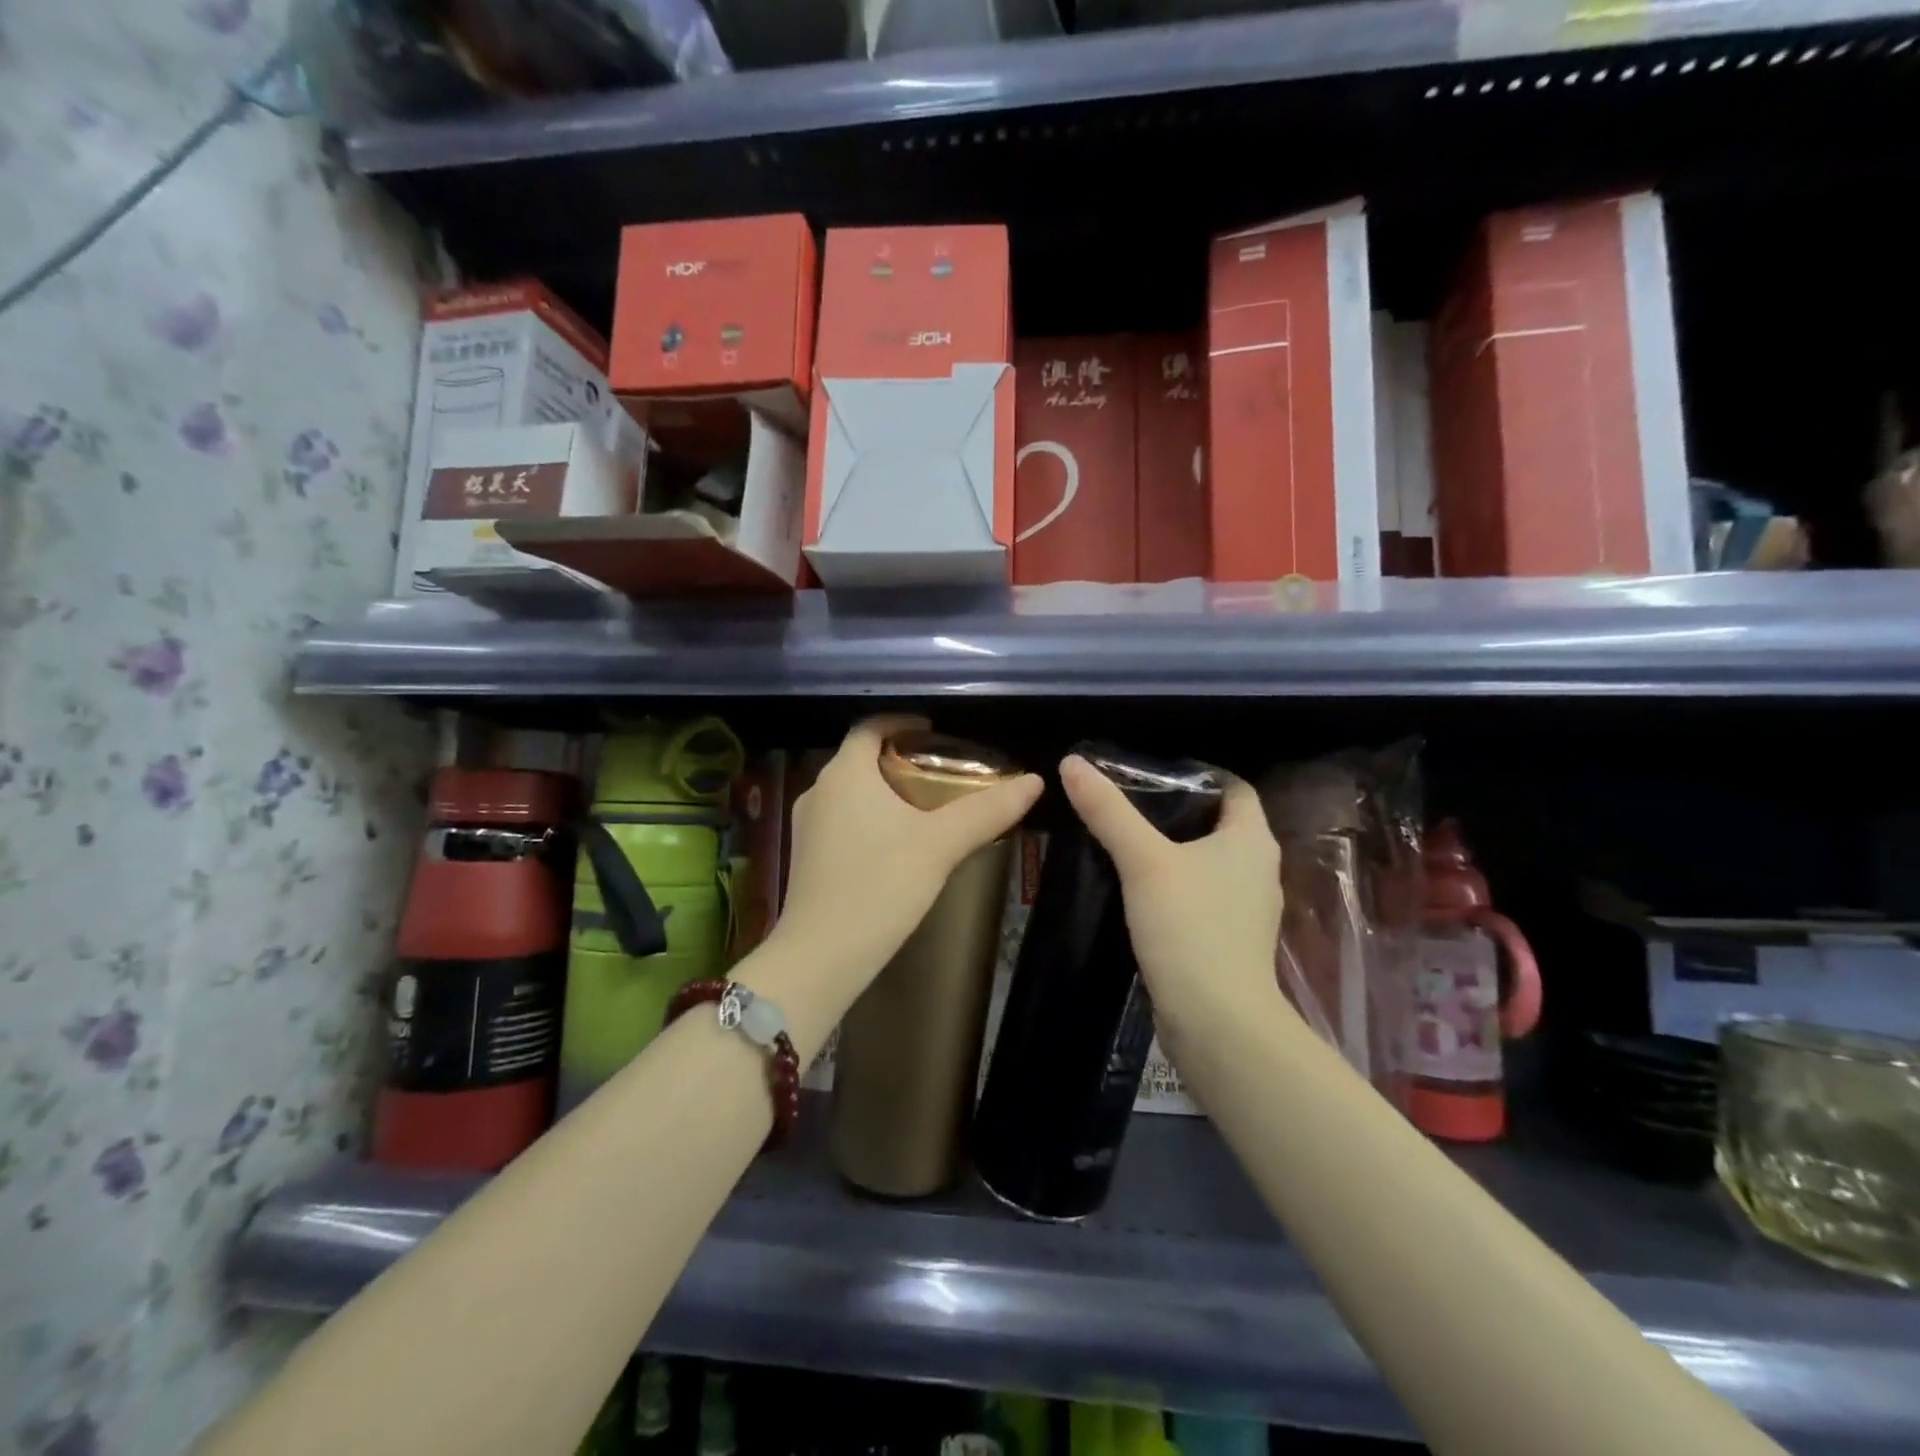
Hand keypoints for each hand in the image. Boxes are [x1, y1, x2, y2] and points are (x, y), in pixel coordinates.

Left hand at [772, 716, 1042, 997]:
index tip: (934, 733)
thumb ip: (988, 810)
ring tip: (926, 809)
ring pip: (851, 793)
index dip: (903, 723)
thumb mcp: (941, 845)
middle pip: (861, 759)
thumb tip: (1035, 781)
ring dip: (885, 792)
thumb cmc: (881, 885)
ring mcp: (807, 826)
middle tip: (942, 773)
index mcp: (845, 773)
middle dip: (900, 760)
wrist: (821, 957)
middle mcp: (819, 790)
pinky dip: (870, 819)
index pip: (871, 727)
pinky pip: (842, 821)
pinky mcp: (806, 857)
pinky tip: (897, 847)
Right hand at [1059, 754, 1287, 1041]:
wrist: (1216, 1022)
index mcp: (1252, 840)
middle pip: (1219, 824)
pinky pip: (1203, 897)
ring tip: (1127, 843)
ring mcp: (1247, 909)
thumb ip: (1108, 812)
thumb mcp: (1143, 862)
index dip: (1200, 775)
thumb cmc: (1189, 927)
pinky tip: (1140, 892)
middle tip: (1127, 804)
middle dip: (1177, 812)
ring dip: (1175, 851)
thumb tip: (1072, 763)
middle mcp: (1259, 869)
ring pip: (1209, 863)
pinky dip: (1176, 887)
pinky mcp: (1230, 941)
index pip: (1234, 788)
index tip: (1152, 774)